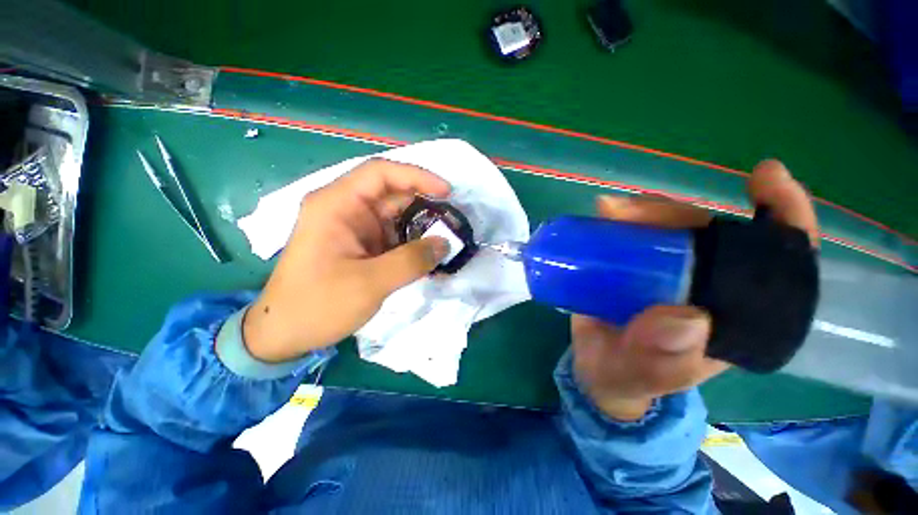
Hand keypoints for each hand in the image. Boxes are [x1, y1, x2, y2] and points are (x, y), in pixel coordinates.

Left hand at [243, 159, 451, 362]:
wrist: (285, 333)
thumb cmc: (318, 305)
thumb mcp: (370, 283)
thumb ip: (411, 261)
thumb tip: (444, 244)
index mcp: (337, 205)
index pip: (381, 173)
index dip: (417, 176)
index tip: (447, 192)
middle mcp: (346, 209)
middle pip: (392, 194)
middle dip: (425, 204)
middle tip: (453, 220)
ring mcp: (354, 228)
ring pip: (396, 216)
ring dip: (422, 226)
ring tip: (448, 238)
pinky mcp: (362, 245)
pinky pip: (394, 235)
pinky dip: (413, 242)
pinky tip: (431, 254)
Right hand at [574, 160, 819, 420]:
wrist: (596, 370)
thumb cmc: (625, 378)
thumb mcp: (639, 378)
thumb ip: (657, 363)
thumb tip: (687, 320)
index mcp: (731, 317)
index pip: (779, 263)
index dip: (782, 217)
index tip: (764, 177)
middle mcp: (706, 287)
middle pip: (708, 235)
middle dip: (674, 215)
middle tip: (626, 212)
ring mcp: (667, 274)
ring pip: (668, 229)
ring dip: (641, 214)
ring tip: (608, 211)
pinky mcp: (633, 267)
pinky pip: (634, 235)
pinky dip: (621, 219)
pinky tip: (604, 213)